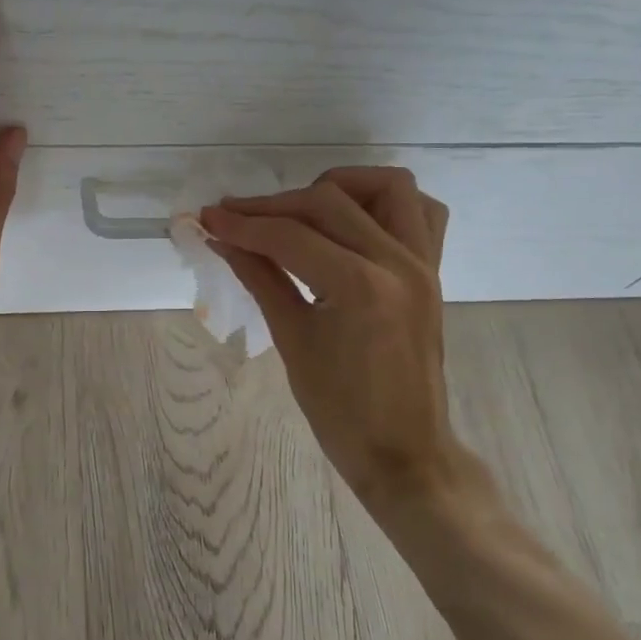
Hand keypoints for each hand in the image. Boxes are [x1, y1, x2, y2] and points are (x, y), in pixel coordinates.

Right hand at [200, 168, 492, 519]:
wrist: (403, 452)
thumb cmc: (340, 410)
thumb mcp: (292, 340)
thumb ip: (259, 278)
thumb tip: (222, 238)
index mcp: (360, 287)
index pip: (289, 236)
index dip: (242, 223)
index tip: (207, 216)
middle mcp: (398, 262)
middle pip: (328, 202)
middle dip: (274, 205)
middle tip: (235, 218)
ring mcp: (422, 263)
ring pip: (386, 187)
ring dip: (339, 187)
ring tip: (301, 211)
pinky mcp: (433, 271)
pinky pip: (421, 212)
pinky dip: (385, 203)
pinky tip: (351, 221)